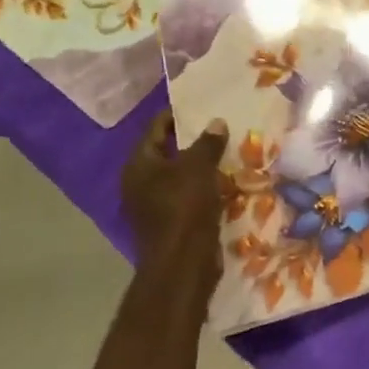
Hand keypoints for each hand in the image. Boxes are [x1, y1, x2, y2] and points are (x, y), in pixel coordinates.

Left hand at [122, 111, 228, 300]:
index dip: (178, 114)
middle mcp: (140, 183)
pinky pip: (189, 196)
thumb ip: (207, 142)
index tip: (202, 104)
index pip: (156, 128)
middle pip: (168, 152)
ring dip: (202, 166)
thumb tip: (216, 122)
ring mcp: (154, 205)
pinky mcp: (171, 223)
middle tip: (221, 126)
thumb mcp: (198, 168)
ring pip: (181, 176)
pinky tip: (228, 181)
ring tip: (230, 150)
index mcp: (139, 165)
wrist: (183, 264)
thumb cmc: (184, 208)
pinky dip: (205, 188)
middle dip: (194, 140)